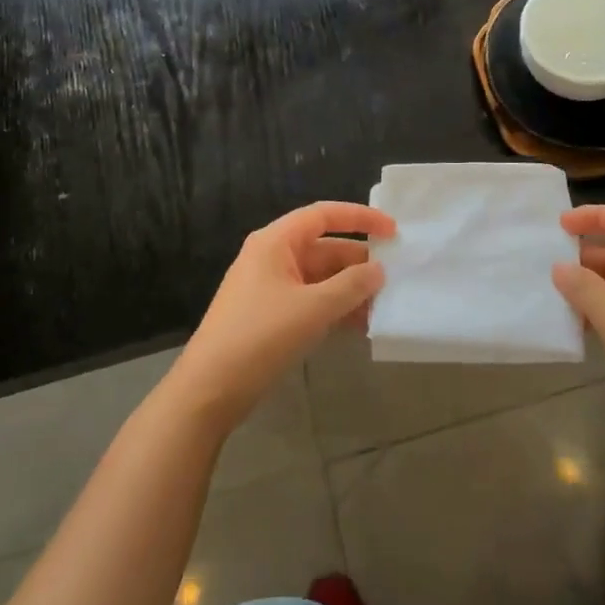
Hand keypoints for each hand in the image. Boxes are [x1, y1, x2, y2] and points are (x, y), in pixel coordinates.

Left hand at [167, 201, 395, 432]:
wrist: (210, 390)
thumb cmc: (260, 337)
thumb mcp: (312, 309)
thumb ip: (350, 286)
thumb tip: (378, 270)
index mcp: (276, 241)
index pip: (323, 215)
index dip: (360, 217)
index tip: (393, 231)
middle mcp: (272, 256)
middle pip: (324, 247)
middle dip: (359, 262)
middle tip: (395, 278)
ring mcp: (270, 287)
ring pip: (320, 277)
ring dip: (350, 290)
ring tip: (383, 306)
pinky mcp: (271, 315)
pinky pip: (311, 300)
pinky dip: (334, 308)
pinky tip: (360, 326)